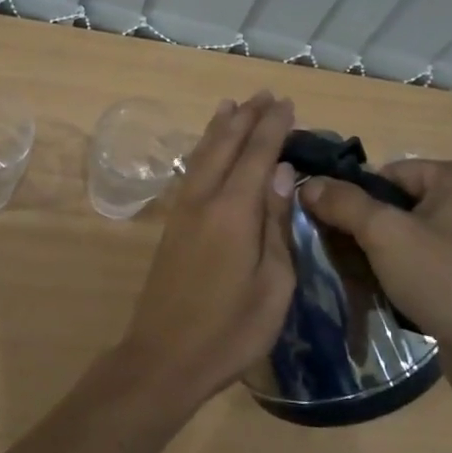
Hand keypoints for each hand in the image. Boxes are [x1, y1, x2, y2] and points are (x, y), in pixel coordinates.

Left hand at [114, 92, 298, 406]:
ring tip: (232, 104)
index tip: (287, 104)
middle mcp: (204, 200)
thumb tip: (281, 173)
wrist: (164, 357)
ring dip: (220, 128)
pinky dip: (203, 150)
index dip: (273, 127)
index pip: (257, 155)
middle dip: (247, 118)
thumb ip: (276, 223)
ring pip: (203, 155)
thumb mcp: (273, 284)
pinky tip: (207, 149)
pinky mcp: (173, 226)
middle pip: (226, 146)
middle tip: (265, 95)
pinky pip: (192, 172)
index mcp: (234, 211)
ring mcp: (183, 211)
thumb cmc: (231, 330)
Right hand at [298, 160, 451, 394]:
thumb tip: (309, 184)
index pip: (390, 173)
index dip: (357, 198)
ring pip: (417, 237)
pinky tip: (397, 297)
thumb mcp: (385, 235)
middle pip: (403, 205)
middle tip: (345, 257)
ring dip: (387, 256)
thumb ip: (344, 203)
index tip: (334, 228)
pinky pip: (436, 264)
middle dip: (370, 230)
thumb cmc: (447, 281)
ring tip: (367, 280)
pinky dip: (412, 275)